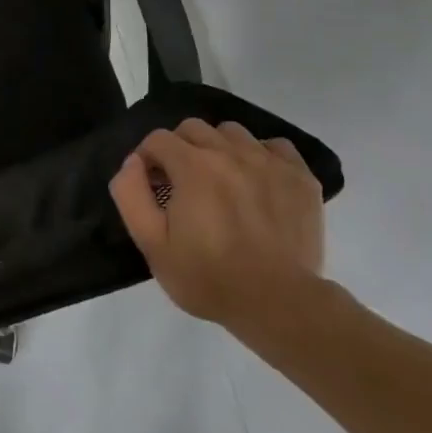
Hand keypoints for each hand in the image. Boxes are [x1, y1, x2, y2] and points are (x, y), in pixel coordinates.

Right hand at [109, 118, 325, 335]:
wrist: (279, 304)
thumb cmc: (208, 277)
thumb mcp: (152, 244)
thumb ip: (131, 194)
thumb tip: (133, 161)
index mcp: (192, 166)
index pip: (158, 138)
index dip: (148, 158)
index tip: (152, 185)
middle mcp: (230, 152)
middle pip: (193, 128)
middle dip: (179, 148)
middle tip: (182, 183)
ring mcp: (269, 161)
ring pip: (233, 132)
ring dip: (218, 148)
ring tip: (221, 181)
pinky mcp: (300, 177)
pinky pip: (276, 147)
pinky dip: (261, 156)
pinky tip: (258, 182)